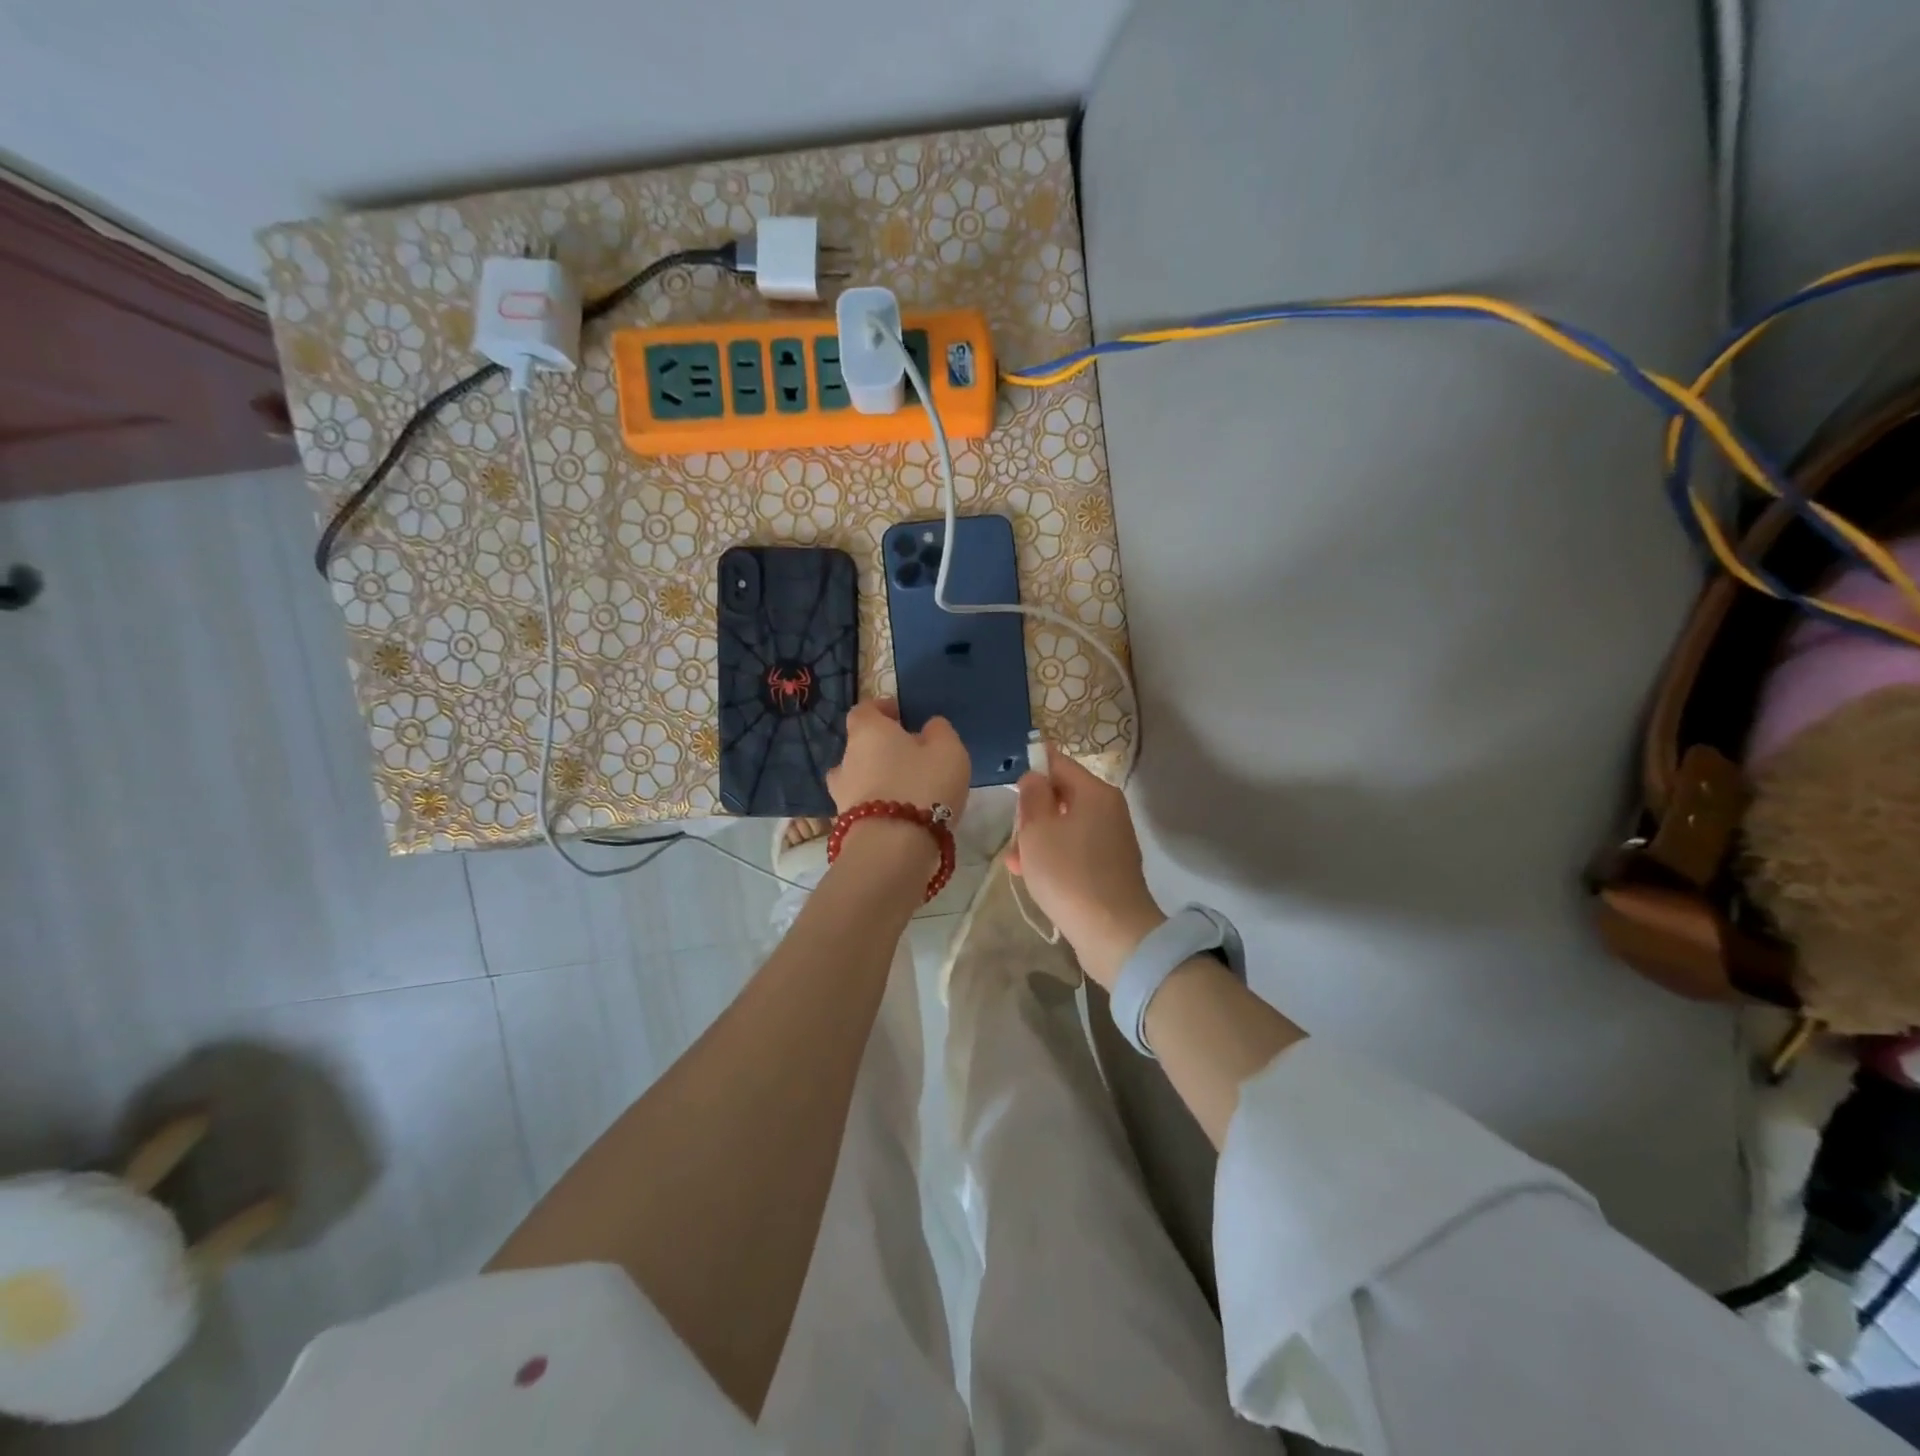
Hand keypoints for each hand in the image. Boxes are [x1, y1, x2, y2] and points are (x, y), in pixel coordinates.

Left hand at [827, 697, 969, 820]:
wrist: (893, 849)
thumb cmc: (923, 786)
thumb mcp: (948, 750)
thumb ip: (939, 731)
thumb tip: (929, 727)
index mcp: (867, 731)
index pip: (865, 709)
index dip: (882, 709)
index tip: (900, 713)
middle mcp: (846, 758)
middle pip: (860, 745)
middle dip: (881, 748)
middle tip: (910, 756)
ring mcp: (841, 794)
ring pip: (859, 778)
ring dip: (878, 780)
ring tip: (906, 789)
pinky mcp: (846, 825)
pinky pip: (864, 806)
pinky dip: (878, 806)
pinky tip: (901, 815)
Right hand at [1006, 754, 1165, 988]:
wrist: (1112, 933)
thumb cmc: (1068, 873)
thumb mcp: (1037, 830)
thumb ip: (1032, 796)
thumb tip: (1035, 777)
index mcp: (1095, 792)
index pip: (1058, 762)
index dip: (1032, 767)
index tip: (1009, 784)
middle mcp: (1108, 809)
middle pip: (1061, 796)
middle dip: (1032, 814)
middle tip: (1014, 837)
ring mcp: (1111, 839)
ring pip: (1064, 826)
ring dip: (1037, 840)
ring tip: (1016, 865)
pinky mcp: (1109, 867)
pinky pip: (1074, 850)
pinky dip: (1054, 858)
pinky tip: (1033, 877)